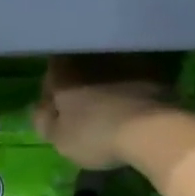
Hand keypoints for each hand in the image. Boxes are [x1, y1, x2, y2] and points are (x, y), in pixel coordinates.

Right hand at [35, 58, 173, 169]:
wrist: (152, 130)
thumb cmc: (95, 134)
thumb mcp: (59, 139)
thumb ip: (44, 121)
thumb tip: (41, 110)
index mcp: (63, 70)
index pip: (49, 75)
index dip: (51, 94)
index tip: (56, 111)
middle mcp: (91, 56)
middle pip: (78, 69)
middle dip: (79, 85)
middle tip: (82, 110)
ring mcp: (124, 59)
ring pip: (108, 71)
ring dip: (106, 84)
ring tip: (110, 108)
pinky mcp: (154, 69)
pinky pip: (134, 77)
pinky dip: (131, 88)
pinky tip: (133, 107)